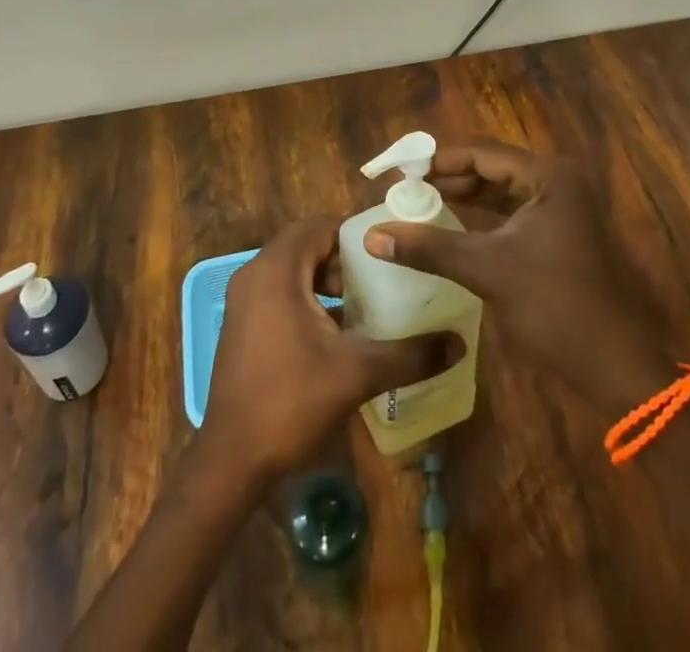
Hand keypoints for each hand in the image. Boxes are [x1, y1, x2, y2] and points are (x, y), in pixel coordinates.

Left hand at [199, 216, 457, 484]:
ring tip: (368, 305)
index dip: (356, 234)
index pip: (320, 226)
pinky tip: (340, 333)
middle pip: (307, 246)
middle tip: (383, 278)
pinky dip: (309, 301)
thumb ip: (409, 355)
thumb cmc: (291, 402)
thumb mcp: (357, 373)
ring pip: (294, 272)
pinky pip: (280, 294)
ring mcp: (244, 301)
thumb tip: (458, 344)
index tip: (389, 250)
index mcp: (277, 270)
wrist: (230, 462)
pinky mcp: (243, 326)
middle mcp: (255, 275)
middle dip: (345, 260)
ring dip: (328, 282)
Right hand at [364, 140, 673, 414]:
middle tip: (405, 190)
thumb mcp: (486, 270)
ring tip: (421, 206)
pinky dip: (483, 217)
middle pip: (492, 168)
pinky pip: (513, 213)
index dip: (438, 162)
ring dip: (464, 197)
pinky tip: (453, 228)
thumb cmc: (554, 306)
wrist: (615, 367)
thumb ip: (429, 247)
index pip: (481, 153)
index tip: (400, 173)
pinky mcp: (561, 234)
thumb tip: (372, 236)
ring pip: (502, 191)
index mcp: (548, 175)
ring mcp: (563, 208)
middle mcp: (558, 181)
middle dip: (449, 179)